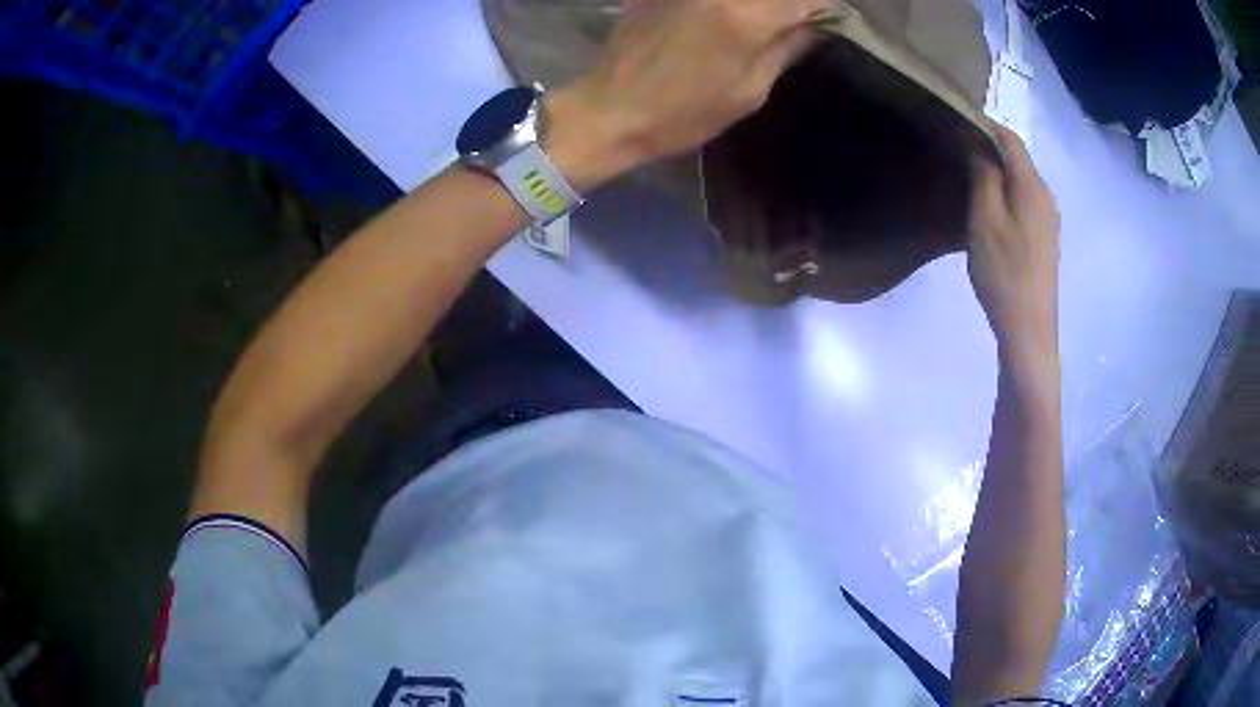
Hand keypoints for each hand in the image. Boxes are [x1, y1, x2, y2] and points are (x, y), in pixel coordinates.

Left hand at [544, 0, 834, 189]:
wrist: (608, 111)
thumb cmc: (683, 114)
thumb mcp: (749, 92)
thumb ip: (785, 48)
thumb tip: (816, 24)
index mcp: (746, 16)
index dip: (823, 6)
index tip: (827, 18)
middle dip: (792, 4)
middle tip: (795, 21)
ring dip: (761, 5)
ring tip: (760, 25)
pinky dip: (728, 5)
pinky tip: (725, 19)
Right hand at [967, 125, 1060, 357]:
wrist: (1029, 330)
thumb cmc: (1005, 273)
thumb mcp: (985, 220)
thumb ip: (985, 177)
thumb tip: (981, 146)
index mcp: (1033, 187)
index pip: (1010, 139)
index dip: (985, 125)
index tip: (957, 120)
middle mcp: (1046, 197)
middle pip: (1018, 159)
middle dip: (990, 148)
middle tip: (958, 149)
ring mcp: (1049, 220)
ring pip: (1022, 182)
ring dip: (998, 173)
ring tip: (970, 176)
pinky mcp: (1045, 240)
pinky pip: (1025, 202)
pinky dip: (1007, 194)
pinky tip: (991, 209)